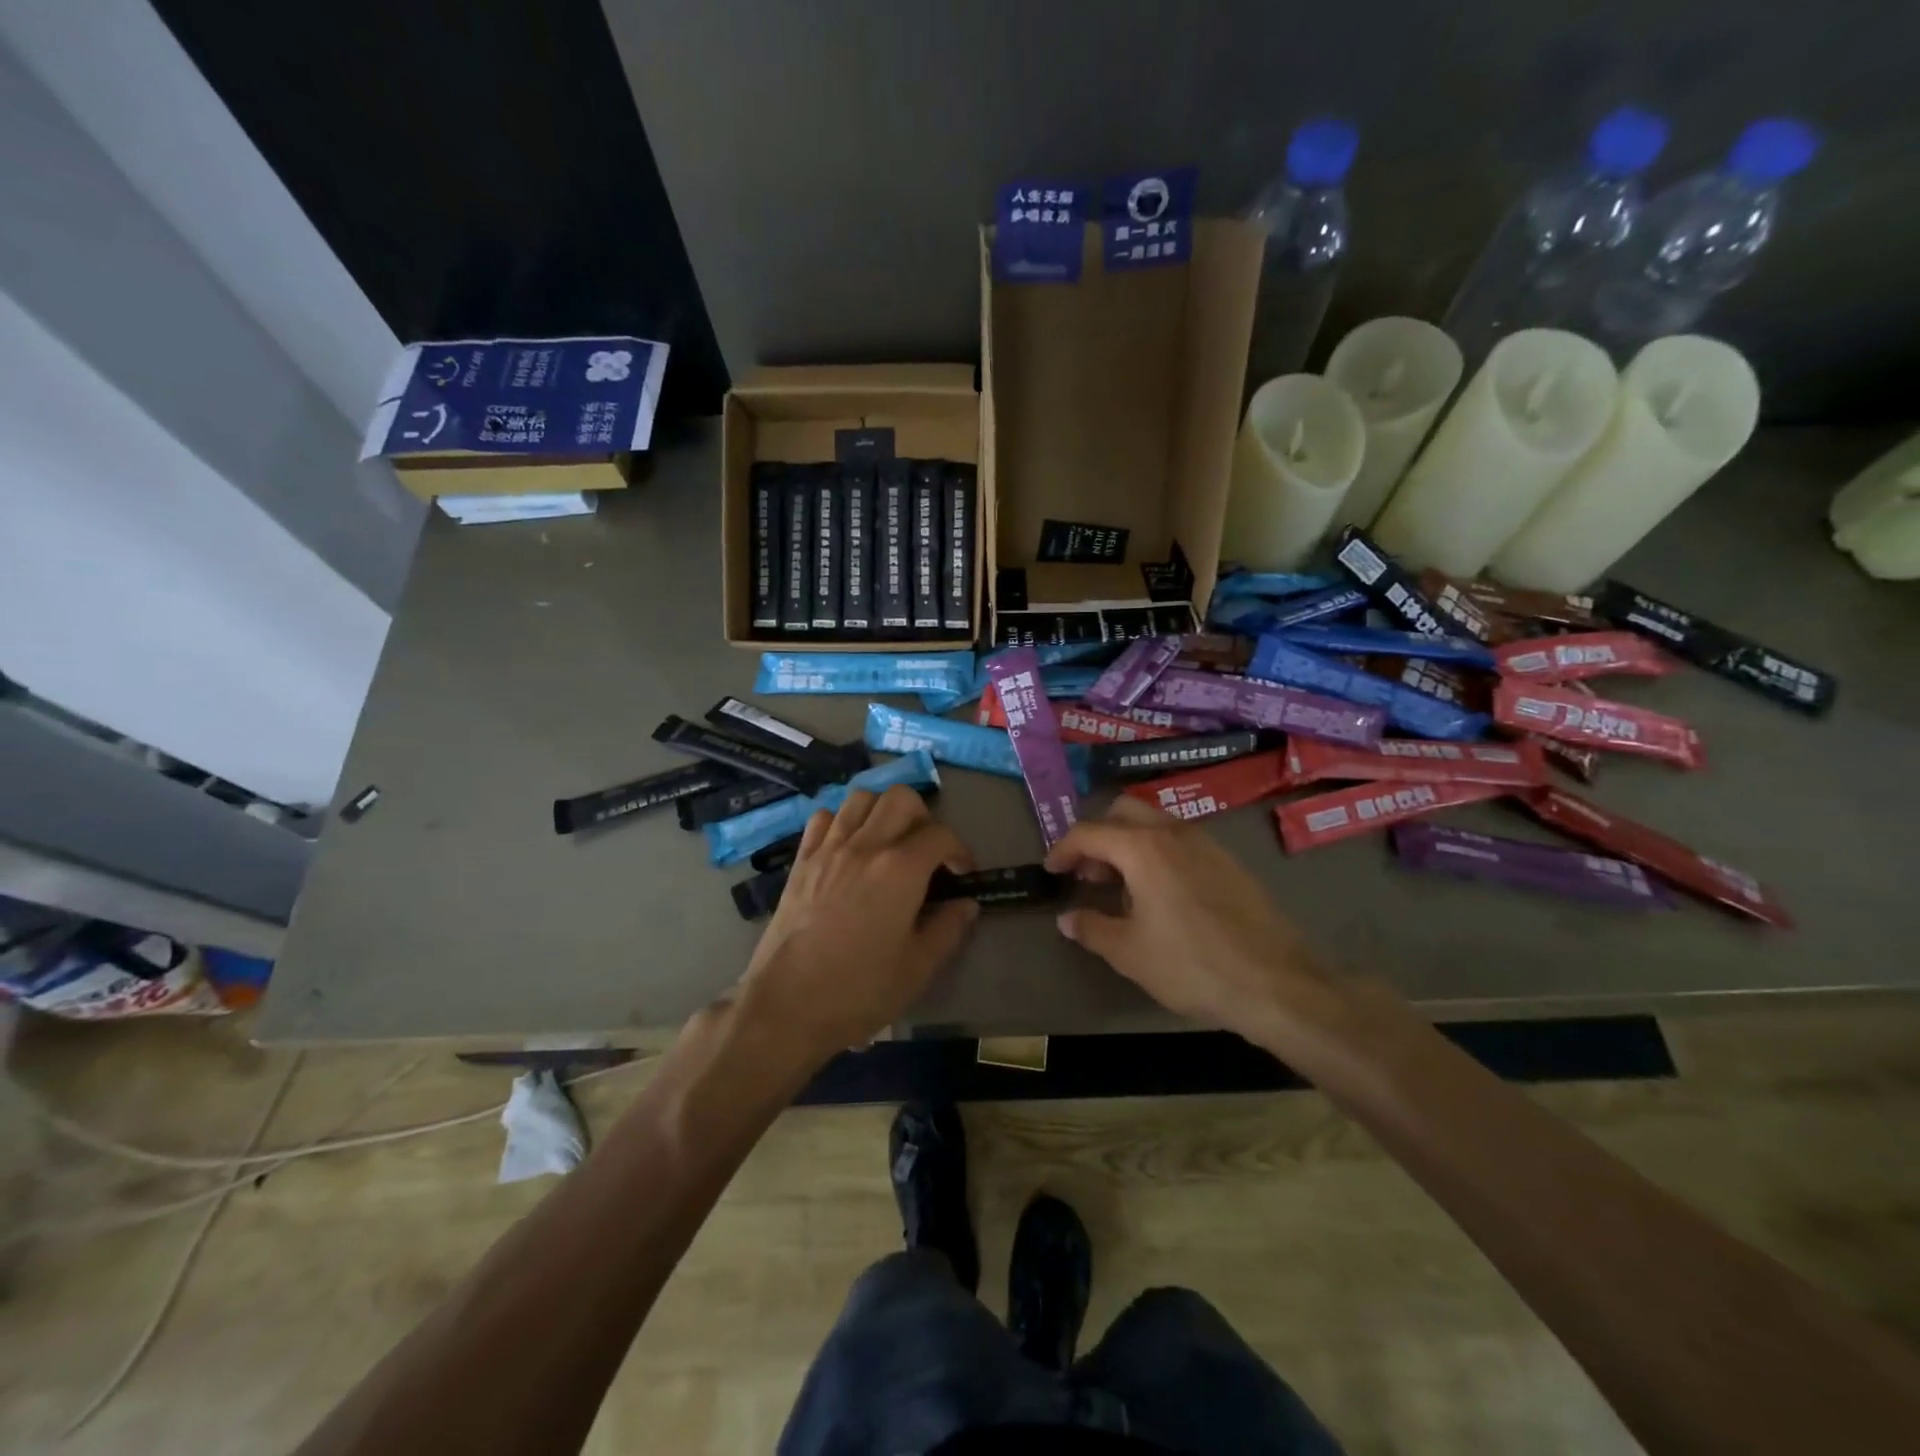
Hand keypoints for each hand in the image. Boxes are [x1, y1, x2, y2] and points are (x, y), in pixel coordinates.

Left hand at [739, 786, 977, 1063]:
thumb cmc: (859, 991)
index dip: (960, 851)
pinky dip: (843, 821)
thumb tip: (966, 904)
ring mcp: (828, 848)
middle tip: (926, 852)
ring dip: (883, 811)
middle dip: (924, 818)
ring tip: (889, 842)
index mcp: (900, 869)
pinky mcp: (801, 860)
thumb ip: (948, 929)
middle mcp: (865, 845)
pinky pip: (824, 818)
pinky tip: (850, 848)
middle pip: (901, 798)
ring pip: (862, 797)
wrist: (786, 1005)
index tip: (962, 875)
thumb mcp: (918, 968)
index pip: (940, 835)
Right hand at [1044, 797, 1329, 1039]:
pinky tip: (1161, 896)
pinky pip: (1180, 841)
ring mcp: (1206, 843)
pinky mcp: (1229, 861)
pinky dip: (1157, 853)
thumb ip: (1091, 928)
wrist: (1277, 983)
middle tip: (1088, 874)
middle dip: (1098, 836)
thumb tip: (1067, 918)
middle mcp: (1174, 833)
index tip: (1052, 871)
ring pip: (1154, 823)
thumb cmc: (1193, 965)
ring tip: (1122, 888)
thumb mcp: (1130, 953)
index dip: (1063, 849)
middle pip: (1123, 812)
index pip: (1089, 832)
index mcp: (1144, 848)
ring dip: (1128, 843)